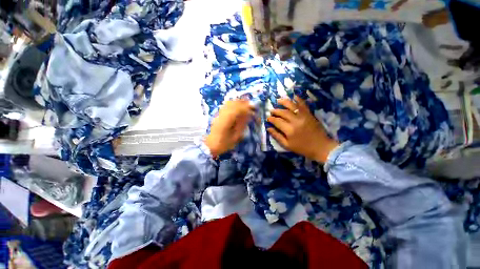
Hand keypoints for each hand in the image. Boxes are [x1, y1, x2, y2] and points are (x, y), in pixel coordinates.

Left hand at [205, 100, 254, 156]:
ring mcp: (219, 114)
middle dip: (243, 103)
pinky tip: (237, 107)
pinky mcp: (218, 115)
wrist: (209, 146)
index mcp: (226, 120)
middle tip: (251, 105)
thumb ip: (241, 125)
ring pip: (229, 103)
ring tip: (246, 105)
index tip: (253, 108)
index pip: (237, 109)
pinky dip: (233, 104)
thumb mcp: (235, 137)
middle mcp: (222, 114)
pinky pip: (226, 106)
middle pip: (233, 103)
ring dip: (238, 102)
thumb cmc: (223, 143)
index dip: (246, 107)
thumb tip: (248, 115)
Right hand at [267, 96, 338, 162]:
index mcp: (289, 130)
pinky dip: (299, 100)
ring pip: (292, 106)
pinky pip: (303, 105)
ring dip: (284, 102)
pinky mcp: (309, 114)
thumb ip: (277, 136)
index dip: (271, 119)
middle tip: (271, 110)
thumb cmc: (302, 148)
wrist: (321, 147)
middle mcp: (295, 121)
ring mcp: (303, 116)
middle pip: (283, 113)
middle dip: (276, 111)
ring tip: (278, 100)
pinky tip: (294, 96)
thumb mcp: (287, 145)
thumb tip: (268, 128)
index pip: (277, 121)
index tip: (267, 118)